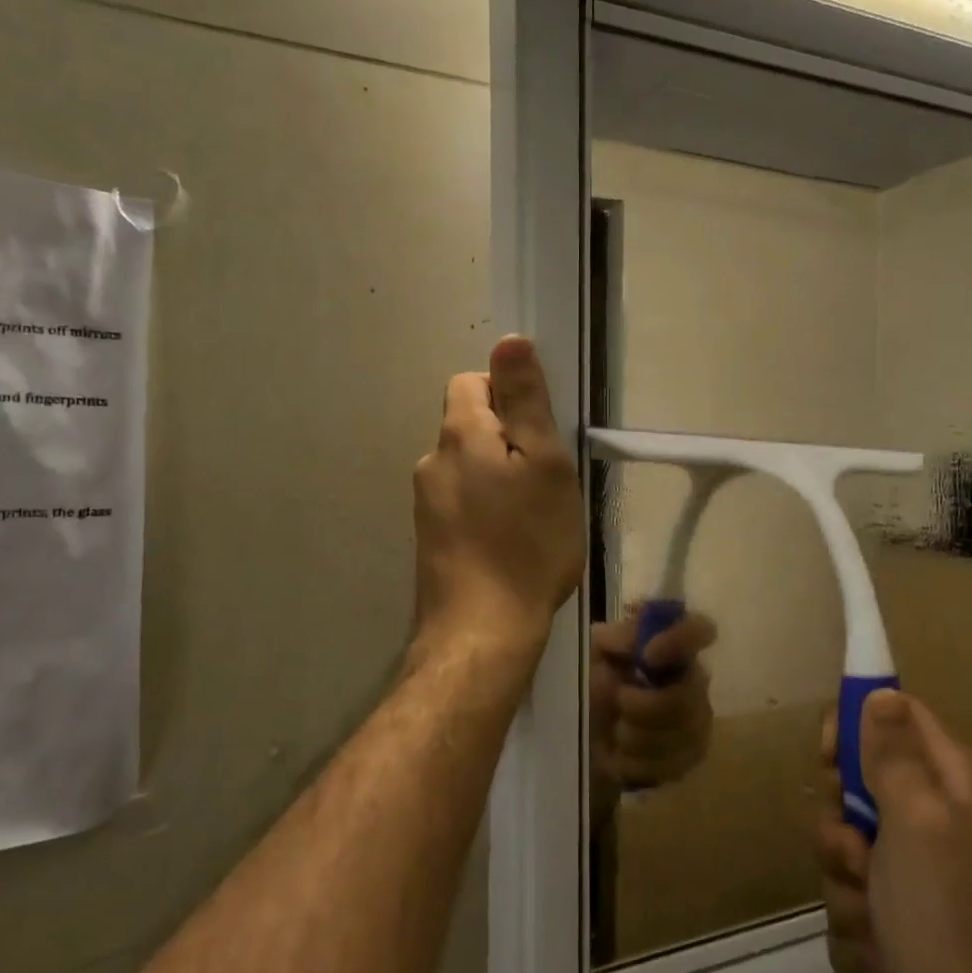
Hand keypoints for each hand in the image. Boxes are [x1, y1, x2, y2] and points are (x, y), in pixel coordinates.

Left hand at [413, 335, 583, 654]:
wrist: (482, 632)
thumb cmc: (527, 543)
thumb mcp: (544, 464)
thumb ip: (526, 401)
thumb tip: (508, 340)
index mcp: (459, 435)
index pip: (471, 382)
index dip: (507, 393)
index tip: (539, 431)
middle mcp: (431, 462)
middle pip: (470, 426)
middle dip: (507, 439)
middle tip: (546, 479)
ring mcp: (425, 504)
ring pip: (467, 468)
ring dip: (498, 477)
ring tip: (532, 516)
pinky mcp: (430, 540)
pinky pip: (462, 503)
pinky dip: (486, 509)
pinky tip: (510, 543)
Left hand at [589, 606, 717, 819]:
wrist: (588, 736)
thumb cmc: (595, 684)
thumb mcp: (596, 653)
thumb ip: (617, 638)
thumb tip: (635, 638)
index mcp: (672, 645)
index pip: (700, 629)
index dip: (680, 640)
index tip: (647, 655)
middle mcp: (695, 679)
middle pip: (689, 695)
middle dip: (645, 705)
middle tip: (618, 702)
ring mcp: (699, 719)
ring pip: (681, 733)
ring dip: (638, 735)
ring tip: (616, 731)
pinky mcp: (692, 755)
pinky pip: (673, 763)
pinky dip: (639, 761)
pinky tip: (623, 755)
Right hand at [815, 690, 971, 972]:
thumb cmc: (947, 915)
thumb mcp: (916, 820)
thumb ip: (893, 754)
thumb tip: (881, 691)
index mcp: (944, 783)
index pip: (890, 716)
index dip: (852, 728)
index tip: (829, 761)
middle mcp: (928, 819)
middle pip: (853, 787)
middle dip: (840, 828)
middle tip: (859, 852)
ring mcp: (910, 873)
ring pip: (842, 850)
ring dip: (846, 889)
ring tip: (877, 922)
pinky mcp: (894, 920)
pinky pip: (847, 902)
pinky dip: (857, 931)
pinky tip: (882, 956)